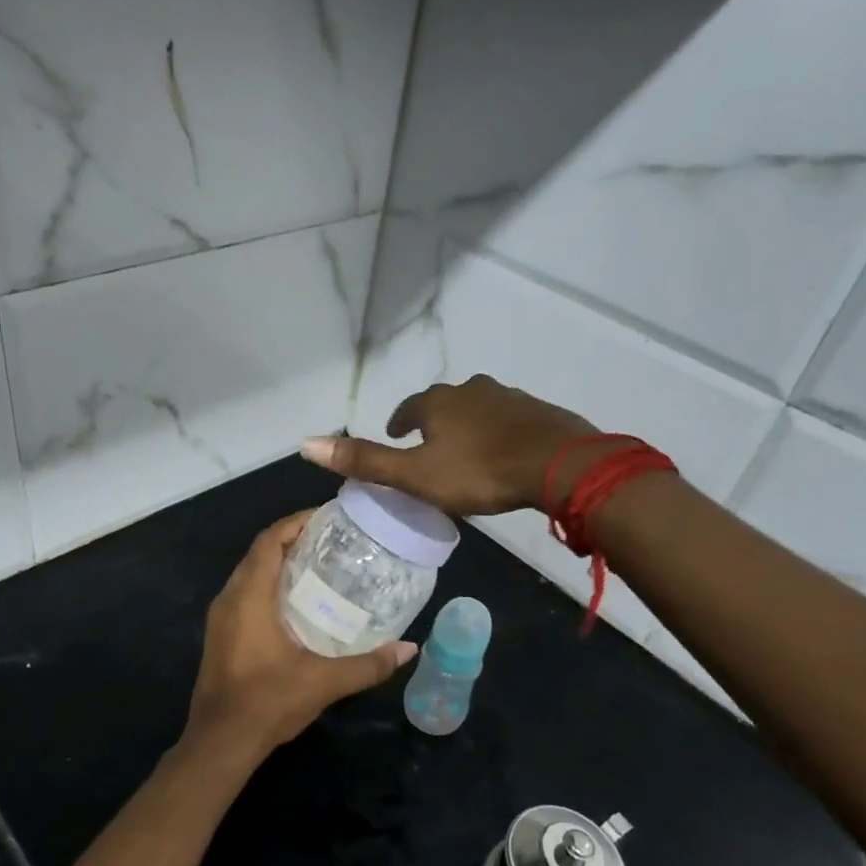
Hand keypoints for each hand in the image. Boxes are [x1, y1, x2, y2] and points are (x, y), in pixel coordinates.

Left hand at [183, 510, 417, 764]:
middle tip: (332, 541)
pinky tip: (297, 603)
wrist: (219, 743)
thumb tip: (409, 649)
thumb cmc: (267, 702)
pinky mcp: (221, 635)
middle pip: (259, 553)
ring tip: (320, 565)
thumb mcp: (323, 682)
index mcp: (249, 597)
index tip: (327, 517)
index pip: (269, 542)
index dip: (295, 523)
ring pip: (250, 574)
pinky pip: (245, 594)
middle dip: (292, 540)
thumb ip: (368, 665)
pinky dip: (270, 585)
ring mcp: (220, 618)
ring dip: (280, 563)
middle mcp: (229, 598)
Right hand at [301, 375, 602, 515]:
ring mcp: (509, 398)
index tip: (397, 434)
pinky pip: (509, 419)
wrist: (559, 465)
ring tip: (464, 450)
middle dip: (434, 420)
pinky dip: (498, 432)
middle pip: (444, 403)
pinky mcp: (539, 412)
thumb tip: (305, 443)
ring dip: (467, 424)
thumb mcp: (415, 475)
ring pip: (478, 408)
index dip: (399, 421)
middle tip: (429, 446)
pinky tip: (503, 452)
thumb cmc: (479, 472)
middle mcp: (472, 390)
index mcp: (438, 402)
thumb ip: (365, 461)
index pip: (409, 406)